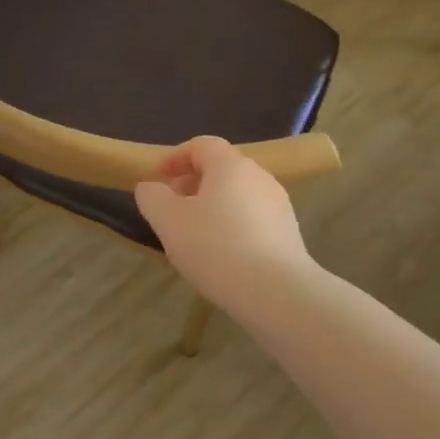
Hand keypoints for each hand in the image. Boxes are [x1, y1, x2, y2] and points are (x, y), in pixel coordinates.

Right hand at [135, 137, 316, 311]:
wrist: (278, 293)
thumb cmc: (216, 247)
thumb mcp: (169, 221)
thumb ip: (152, 197)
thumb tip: (150, 187)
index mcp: (231, 166)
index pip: (202, 145)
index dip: (176, 157)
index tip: (158, 178)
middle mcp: (260, 177)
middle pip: (221, 169)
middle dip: (193, 184)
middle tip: (172, 209)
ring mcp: (279, 206)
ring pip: (238, 196)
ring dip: (213, 207)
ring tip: (195, 236)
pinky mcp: (289, 234)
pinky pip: (253, 220)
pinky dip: (232, 227)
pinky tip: (222, 256)